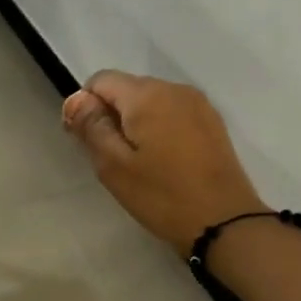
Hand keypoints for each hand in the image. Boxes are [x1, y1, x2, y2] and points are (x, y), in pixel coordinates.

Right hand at [62, 71, 267, 253]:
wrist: (224, 220)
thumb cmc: (162, 196)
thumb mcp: (114, 166)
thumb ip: (92, 127)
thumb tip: (77, 99)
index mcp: (146, 95)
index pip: (101, 80)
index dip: (85, 106)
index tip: (86, 141)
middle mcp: (173, 89)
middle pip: (128, 88)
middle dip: (112, 115)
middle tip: (111, 159)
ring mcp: (197, 104)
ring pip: (152, 101)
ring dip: (136, 123)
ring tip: (138, 163)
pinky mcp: (212, 122)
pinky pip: (173, 114)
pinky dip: (160, 129)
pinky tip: (163, 161)